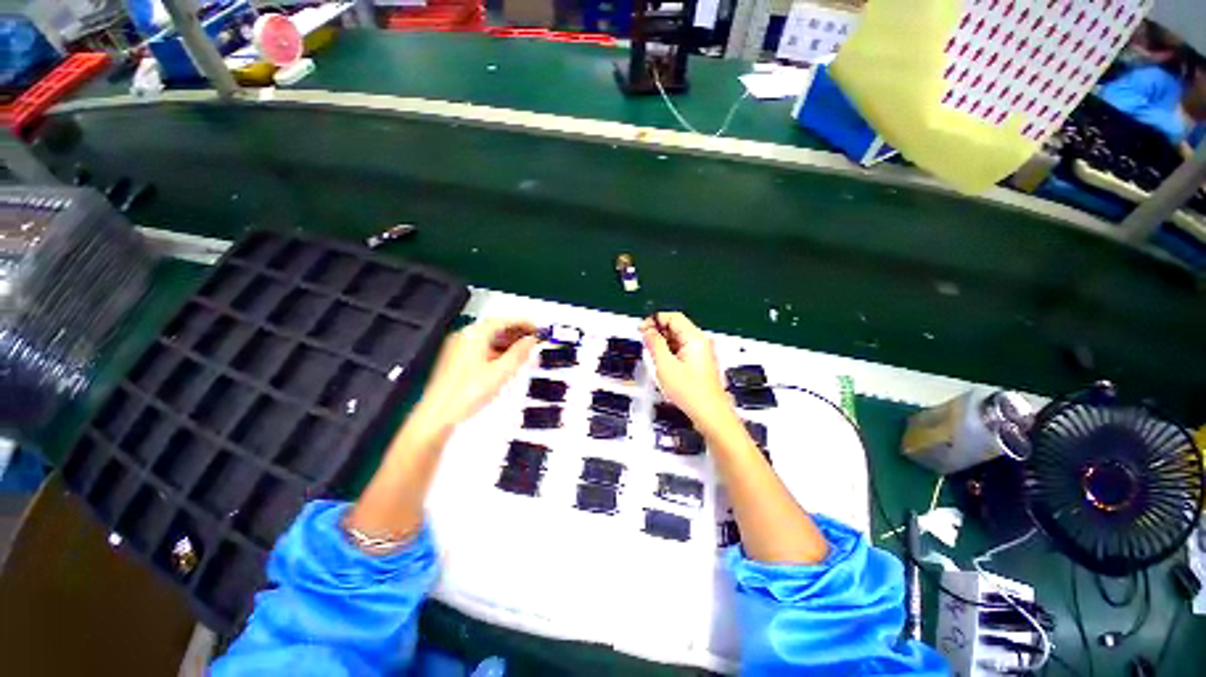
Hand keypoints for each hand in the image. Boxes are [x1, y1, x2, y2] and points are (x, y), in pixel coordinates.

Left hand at [412, 318, 536, 432]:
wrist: (438, 416)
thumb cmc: (469, 393)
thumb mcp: (501, 372)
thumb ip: (519, 353)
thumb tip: (532, 340)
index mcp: (474, 335)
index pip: (502, 321)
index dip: (522, 323)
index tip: (537, 327)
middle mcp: (464, 337)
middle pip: (494, 328)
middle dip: (516, 332)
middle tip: (533, 338)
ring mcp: (457, 348)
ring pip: (487, 339)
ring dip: (507, 342)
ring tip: (524, 350)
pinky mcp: (455, 361)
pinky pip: (481, 348)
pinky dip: (496, 351)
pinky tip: (506, 361)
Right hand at [641, 312, 731, 424]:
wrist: (709, 414)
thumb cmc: (690, 392)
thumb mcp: (665, 365)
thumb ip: (654, 344)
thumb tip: (647, 330)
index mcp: (694, 338)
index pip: (672, 317)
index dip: (654, 320)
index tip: (642, 329)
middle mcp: (700, 341)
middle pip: (675, 326)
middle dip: (658, 332)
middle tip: (645, 343)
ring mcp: (701, 352)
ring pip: (677, 339)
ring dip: (663, 344)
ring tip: (654, 357)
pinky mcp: (699, 362)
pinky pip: (681, 349)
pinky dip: (670, 353)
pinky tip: (663, 364)